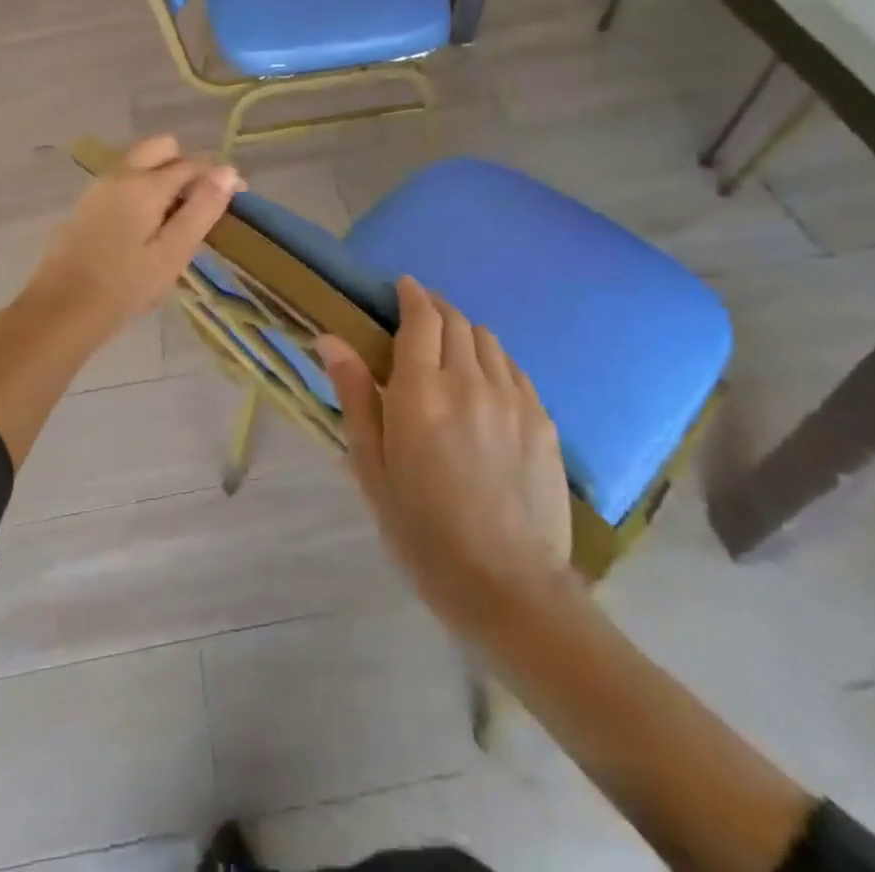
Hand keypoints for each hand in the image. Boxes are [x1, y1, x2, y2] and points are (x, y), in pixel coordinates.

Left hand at [24, 135, 242, 333]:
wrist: (61, 309)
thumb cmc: (125, 286)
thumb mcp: (173, 252)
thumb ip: (202, 209)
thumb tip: (228, 171)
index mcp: (145, 183)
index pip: (193, 164)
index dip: (219, 176)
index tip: (238, 196)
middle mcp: (120, 174)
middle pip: (162, 148)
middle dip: (187, 166)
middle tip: (200, 204)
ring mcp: (99, 187)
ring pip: (140, 162)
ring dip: (163, 177)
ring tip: (176, 220)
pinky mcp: (86, 204)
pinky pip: (123, 181)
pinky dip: (143, 189)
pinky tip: (146, 227)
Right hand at [317, 278, 572, 637]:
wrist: (508, 588)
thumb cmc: (423, 532)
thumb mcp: (372, 467)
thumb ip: (355, 396)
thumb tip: (330, 339)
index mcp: (421, 392)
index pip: (420, 318)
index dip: (411, 295)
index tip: (402, 287)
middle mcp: (470, 382)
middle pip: (456, 321)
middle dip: (436, 308)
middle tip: (420, 318)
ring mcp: (513, 399)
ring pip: (488, 340)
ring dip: (465, 332)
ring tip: (451, 350)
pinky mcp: (543, 421)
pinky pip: (516, 369)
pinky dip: (495, 360)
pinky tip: (486, 382)